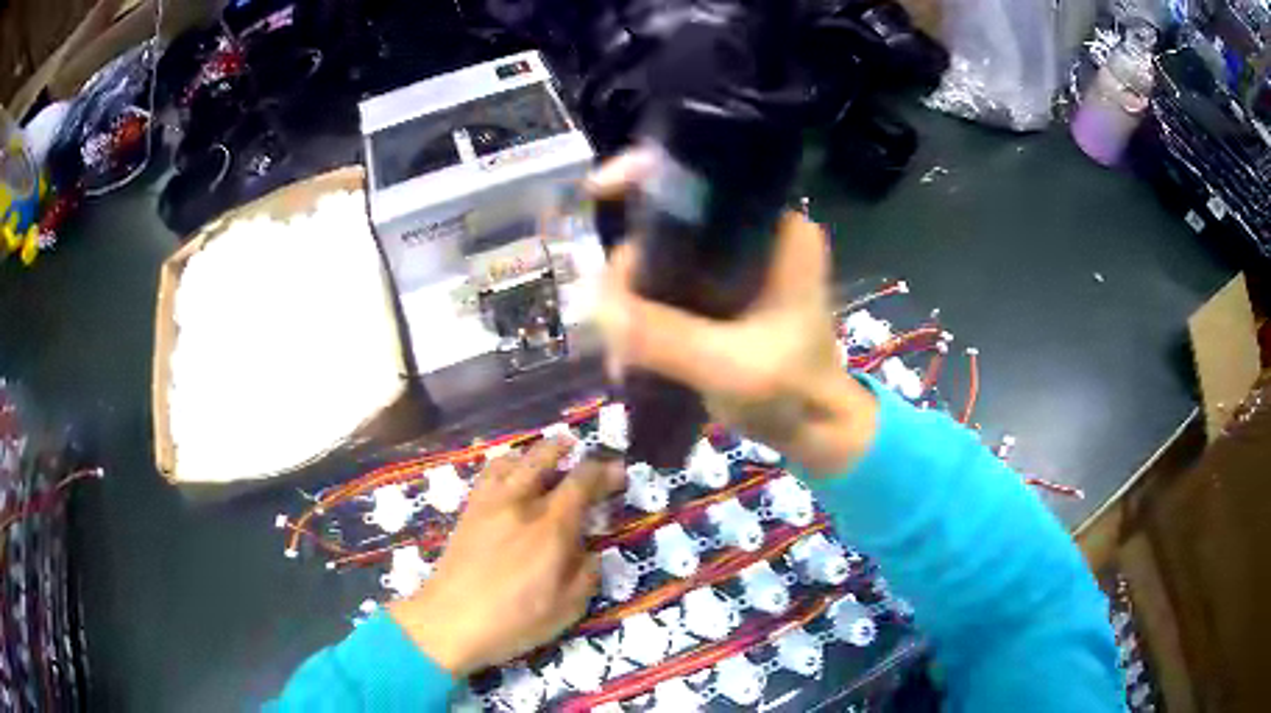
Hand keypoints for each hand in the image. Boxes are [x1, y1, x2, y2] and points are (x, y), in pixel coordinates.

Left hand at [390, 439, 623, 676]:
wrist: (449, 622)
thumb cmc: (513, 622)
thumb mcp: (566, 609)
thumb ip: (586, 575)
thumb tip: (591, 552)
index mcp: (551, 528)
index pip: (581, 483)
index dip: (603, 472)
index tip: (618, 471)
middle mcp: (521, 505)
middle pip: (545, 460)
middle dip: (569, 450)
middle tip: (583, 452)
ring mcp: (490, 504)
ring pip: (514, 460)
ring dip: (536, 451)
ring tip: (549, 453)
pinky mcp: (468, 511)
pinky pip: (488, 474)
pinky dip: (506, 463)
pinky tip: (511, 474)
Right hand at [589, 152, 880, 475]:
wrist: (814, 430)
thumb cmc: (793, 392)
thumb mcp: (730, 365)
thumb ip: (665, 336)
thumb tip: (591, 302)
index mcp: (777, 230)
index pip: (707, 176)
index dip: (649, 173)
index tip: (599, 191)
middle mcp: (756, 234)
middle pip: (671, 220)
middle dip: (631, 267)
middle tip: (612, 319)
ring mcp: (737, 264)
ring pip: (662, 257)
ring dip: (632, 299)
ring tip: (623, 353)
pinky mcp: (721, 292)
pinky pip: (667, 285)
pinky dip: (644, 313)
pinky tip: (632, 355)